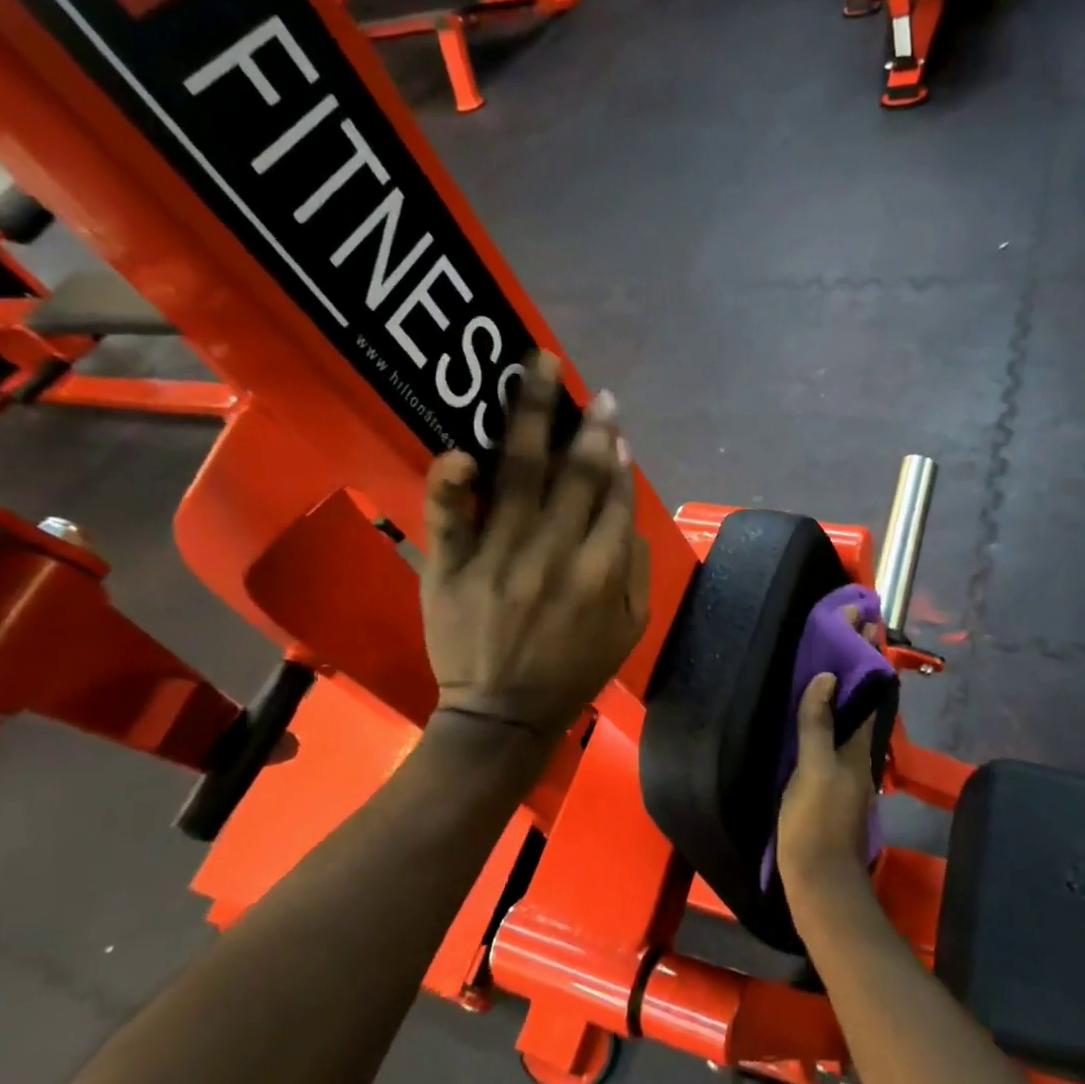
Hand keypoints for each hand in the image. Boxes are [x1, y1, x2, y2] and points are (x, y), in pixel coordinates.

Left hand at [420, 351, 650, 739]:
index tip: (613, 423)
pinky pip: (449, 517)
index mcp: (600, 574)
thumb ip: (635, 566)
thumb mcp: (630, 627)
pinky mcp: (451, 568)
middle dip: (588, 426)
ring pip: (518, 475)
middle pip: (575, 475)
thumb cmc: (574, 670)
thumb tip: (625, 505)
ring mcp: (498, 558)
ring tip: (538, 368)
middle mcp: (554, 556)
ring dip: (531, 417)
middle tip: (592, 389)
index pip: (614, 498)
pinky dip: (452, 481)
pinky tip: (462, 448)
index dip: (617, 455)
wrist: (502, 715)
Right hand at [778, 622, 882, 917]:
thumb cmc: (815, 825)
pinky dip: (832, 707)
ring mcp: (846, 768)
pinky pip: (836, 731)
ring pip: (851, 713)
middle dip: (858, 661)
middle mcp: (858, 752)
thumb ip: (818, 725)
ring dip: (847, 681)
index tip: (863, 618)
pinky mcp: (832, 781)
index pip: (868, 688)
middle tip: (851, 625)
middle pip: (862, 697)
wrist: (821, 885)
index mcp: (857, 745)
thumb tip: (829, 677)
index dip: (865, 653)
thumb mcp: (813, 771)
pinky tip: (819, 705)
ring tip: (834, 651)